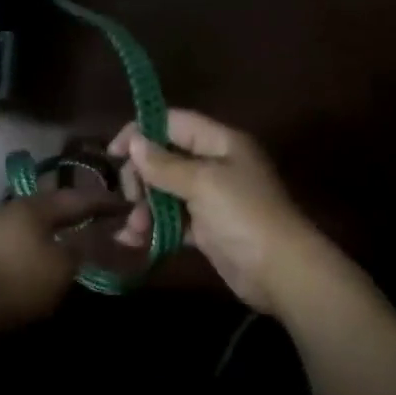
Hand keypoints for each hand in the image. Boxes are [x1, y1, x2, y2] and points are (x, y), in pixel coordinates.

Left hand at [0, 187, 121, 334]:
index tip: (127, 205)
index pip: (80, 198)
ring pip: (33, 221)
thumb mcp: (61, 266)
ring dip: (55, 226)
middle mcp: (13, 208)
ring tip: (73, 235)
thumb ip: (85, 246)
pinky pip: (18, 237)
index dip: (106, 203)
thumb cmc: (15, 281)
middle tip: (100, 217)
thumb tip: (103, 232)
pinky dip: (36, 241)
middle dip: (77, 210)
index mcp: (37, 206)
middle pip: (53, 204)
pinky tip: (40, 253)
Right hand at [109, 110, 319, 314]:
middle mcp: (215, 164)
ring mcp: (211, 198)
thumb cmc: (243, 215)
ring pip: (165, 192)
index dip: (141, 131)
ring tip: (134, 228)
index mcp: (220, 142)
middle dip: (142, 176)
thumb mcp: (203, 183)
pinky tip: (134, 240)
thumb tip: (133, 142)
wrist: (281, 271)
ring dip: (144, 207)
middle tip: (130, 196)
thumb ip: (165, 163)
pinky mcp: (207, 228)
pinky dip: (154, 227)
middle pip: (166, 158)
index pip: (174, 122)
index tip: (114, 153)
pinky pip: (172, 220)